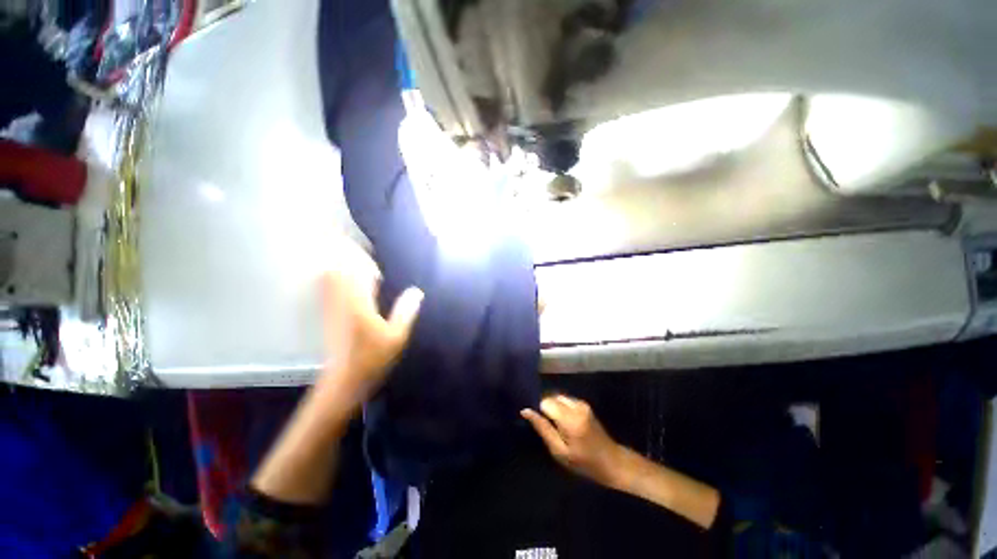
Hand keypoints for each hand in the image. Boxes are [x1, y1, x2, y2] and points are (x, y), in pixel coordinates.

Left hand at [317, 241, 422, 408]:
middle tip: (365, 252)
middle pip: (337, 267)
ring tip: (358, 263)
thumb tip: (417, 291)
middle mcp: (341, 300)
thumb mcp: (397, 337)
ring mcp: (331, 307)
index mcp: (358, 303)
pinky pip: (327, 287)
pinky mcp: (327, 314)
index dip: (361, 257)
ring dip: (340, 264)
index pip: (355, 270)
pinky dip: (335, 277)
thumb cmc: (372, 359)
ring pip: (329, 276)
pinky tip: (349, 281)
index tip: (372, 252)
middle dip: (347, 254)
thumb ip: (406, 311)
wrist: (343, 382)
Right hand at [521, 395, 623, 487]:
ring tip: (557, 426)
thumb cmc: (584, 463)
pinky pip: (566, 400)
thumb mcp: (559, 451)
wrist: (613, 462)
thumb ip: (543, 429)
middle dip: (546, 409)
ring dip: (554, 408)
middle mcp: (576, 406)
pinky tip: (566, 423)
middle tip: (549, 427)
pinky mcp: (585, 404)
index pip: (545, 402)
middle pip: (551, 397)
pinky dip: (561, 408)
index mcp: (569, 419)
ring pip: (558, 397)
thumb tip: (526, 411)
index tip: (541, 425)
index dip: (539, 411)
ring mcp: (582, 403)